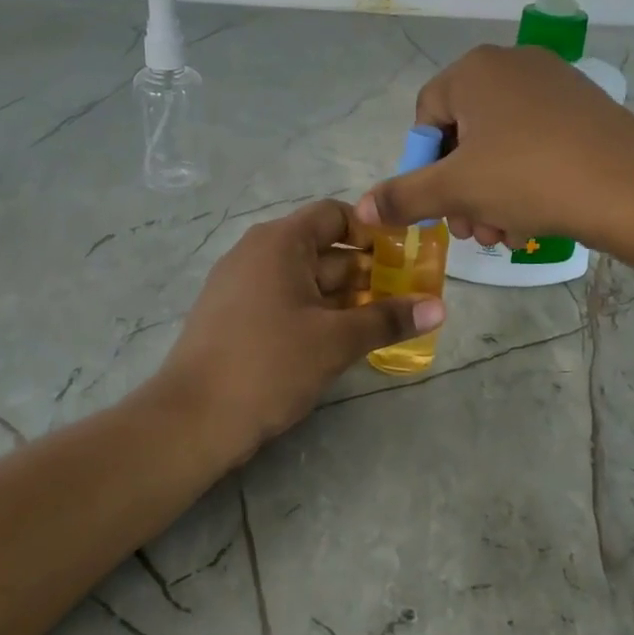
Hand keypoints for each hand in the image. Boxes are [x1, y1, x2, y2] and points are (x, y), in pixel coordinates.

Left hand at [156, 200, 445, 461]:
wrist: (193, 419)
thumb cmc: (269, 364)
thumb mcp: (336, 341)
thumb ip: (388, 319)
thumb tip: (440, 307)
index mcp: (279, 242)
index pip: (335, 215)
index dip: (372, 232)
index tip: (405, 258)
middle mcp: (258, 253)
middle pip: (324, 249)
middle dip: (367, 272)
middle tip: (408, 297)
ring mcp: (243, 286)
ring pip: (307, 280)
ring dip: (346, 298)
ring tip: (385, 322)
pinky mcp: (236, 317)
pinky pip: (287, 302)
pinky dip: (318, 314)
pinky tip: (344, 341)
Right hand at [354, 45, 633, 250]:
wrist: (631, 189)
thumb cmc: (529, 179)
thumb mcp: (456, 191)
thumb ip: (403, 197)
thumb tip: (362, 209)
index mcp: (475, 70)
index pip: (426, 117)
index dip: (424, 167)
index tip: (438, 207)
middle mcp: (513, 64)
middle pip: (465, 134)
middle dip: (460, 190)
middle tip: (470, 232)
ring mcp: (555, 84)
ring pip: (501, 145)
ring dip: (491, 195)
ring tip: (503, 235)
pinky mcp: (585, 109)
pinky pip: (537, 143)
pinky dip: (525, 181)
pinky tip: (533, 220)